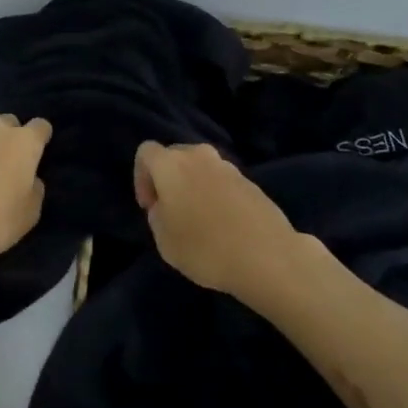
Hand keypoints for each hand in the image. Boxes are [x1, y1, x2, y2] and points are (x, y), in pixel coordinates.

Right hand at [133, 141, 307, 299]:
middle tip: (170, 211)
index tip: (149, 207)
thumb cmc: (204, 247)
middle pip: (175, 156)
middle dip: (167, 179)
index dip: (140, 177)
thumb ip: (157, 215)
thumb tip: (165, 206)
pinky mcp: (251, 182)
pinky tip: (223, 225)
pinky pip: (222, 181)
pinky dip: (215, 195)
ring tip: (198, 220)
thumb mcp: (164, 240)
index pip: (146, 152)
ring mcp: (228, 167)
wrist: (266, 256)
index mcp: (172, 164)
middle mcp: (200, 156)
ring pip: (200, 168)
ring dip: (193, 186)